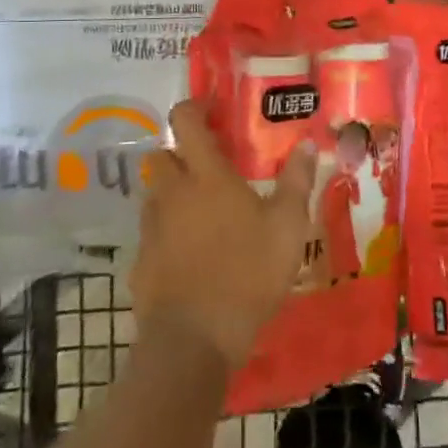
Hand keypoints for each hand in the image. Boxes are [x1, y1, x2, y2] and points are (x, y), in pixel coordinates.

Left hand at [131, 99, 316, 370]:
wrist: (194, 339)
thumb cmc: (248, 273)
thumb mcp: (287, 227)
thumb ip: (297, 182)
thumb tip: (307, 144)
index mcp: (206, 176)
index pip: (185, 121)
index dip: (193, 107)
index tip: (211, 110)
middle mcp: (172, 192)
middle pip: (161, 154)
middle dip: (180, 153)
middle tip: (209, 167)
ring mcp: (151, 228)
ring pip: (154, 194)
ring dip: (172, 192)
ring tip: (202, 212)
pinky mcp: (140, 262)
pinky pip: (151, 233)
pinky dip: (167, 233)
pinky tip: (190, 255)